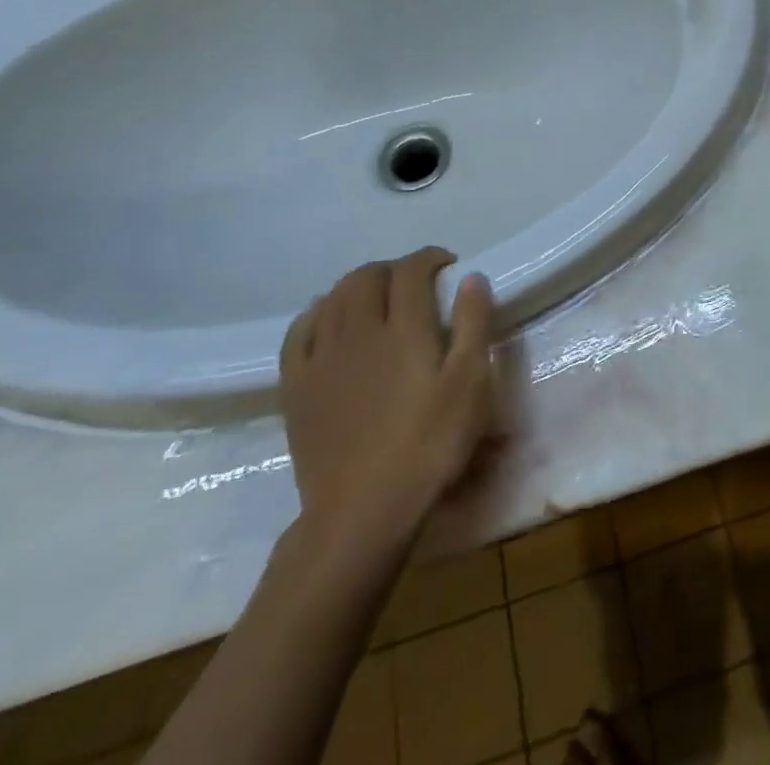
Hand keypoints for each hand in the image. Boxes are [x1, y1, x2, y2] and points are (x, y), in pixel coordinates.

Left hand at [280, 248, 497, 573]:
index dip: (430, 258)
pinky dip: (315, 313)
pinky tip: (326, 319)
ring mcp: (321, 359)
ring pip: (331, 298)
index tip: (448, 265)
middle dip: (393, 268)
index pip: (411, 271)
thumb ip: (473, 324)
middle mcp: (358, 332)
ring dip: (357, 285)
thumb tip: (471, 277)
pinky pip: (298, 332)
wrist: (362, 512)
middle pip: (367, 277)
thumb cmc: (429, 445)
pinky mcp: (296, 387)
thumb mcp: (470, 385)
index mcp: (403, 329)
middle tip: (416, 282)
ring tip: (377, 297)